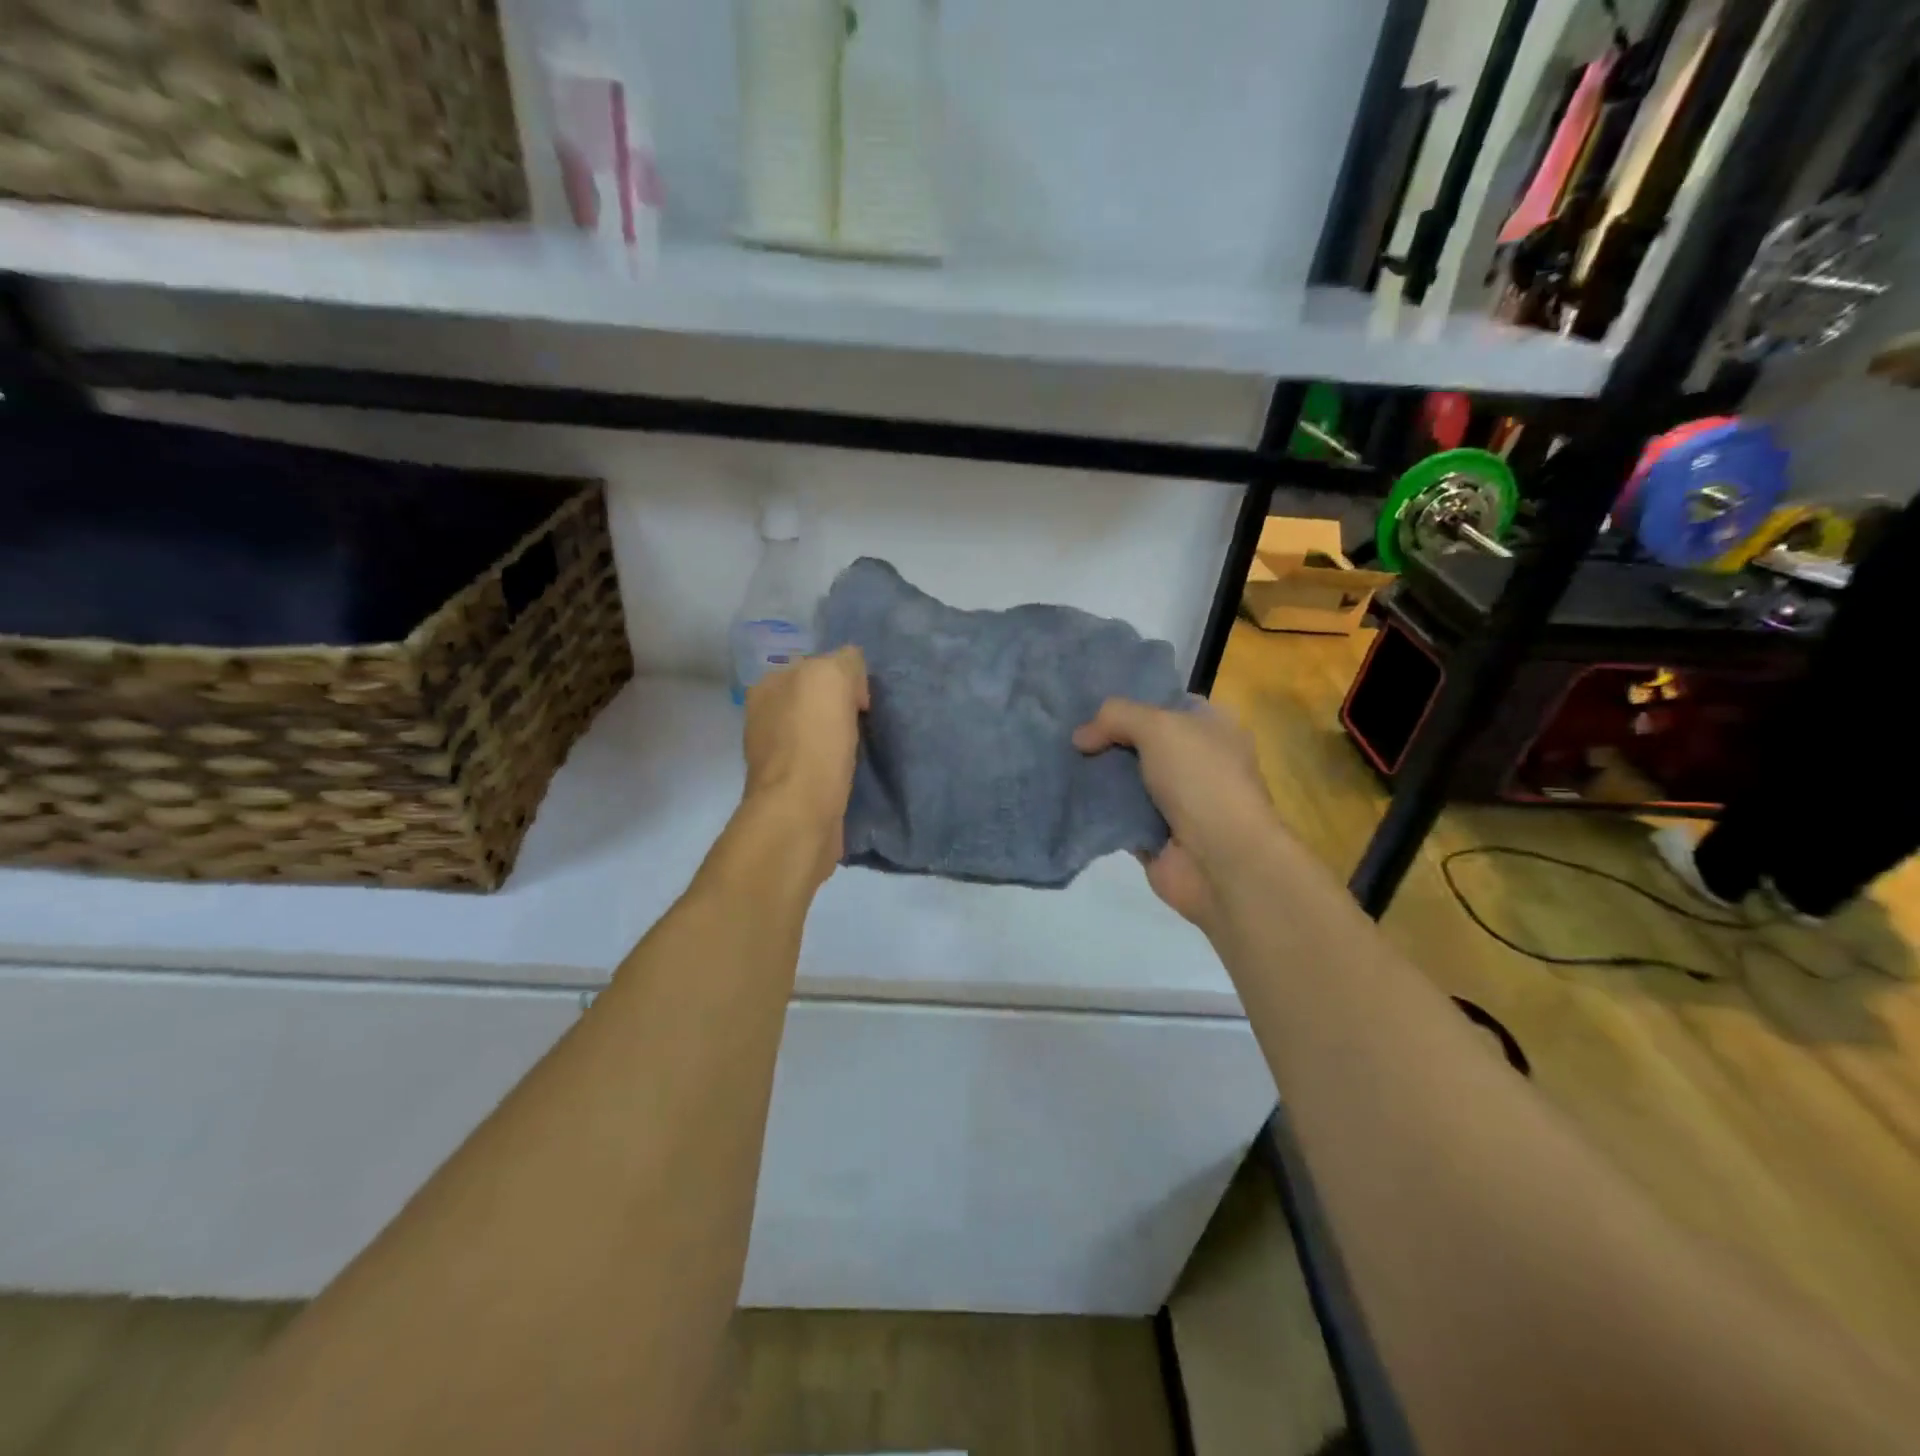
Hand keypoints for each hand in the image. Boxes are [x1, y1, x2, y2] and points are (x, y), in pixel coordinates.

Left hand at [741, 647, 869, 882]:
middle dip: (841, 707)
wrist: (800, 813)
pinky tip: (851, 772)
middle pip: (816, 699)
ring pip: (818, 731)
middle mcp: (765, 715)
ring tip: (863, 749)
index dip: (846, 677)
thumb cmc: (814, 741)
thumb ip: (844, 661)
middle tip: (866, 723)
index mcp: (768, 685)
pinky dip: (837, 765)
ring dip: (840, 738)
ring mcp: (774, 753)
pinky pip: (822, 762)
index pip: (816, 665)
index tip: (864, 700)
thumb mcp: (832, 677)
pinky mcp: (791, 787)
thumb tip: (853, 679)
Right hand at [1073, 697, 1281, 929]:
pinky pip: (1119, 815)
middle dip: (1107, 739)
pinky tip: (1069, 796)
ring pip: (1128, 779)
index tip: (1091, 702)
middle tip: (1067, 732)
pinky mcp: (1156, 835)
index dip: (1132, 700)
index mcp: (1213, 729)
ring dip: (1098, 774)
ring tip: (1059, 761)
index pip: (1168, 704)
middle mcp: (1199, 762)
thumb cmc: (1201, 780)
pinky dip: (1097, 810)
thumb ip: (1116, 717)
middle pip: (1142, 743)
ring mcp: (1178, 802)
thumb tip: (1080, 737)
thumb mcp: (1159, 727)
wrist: (1221, 860)